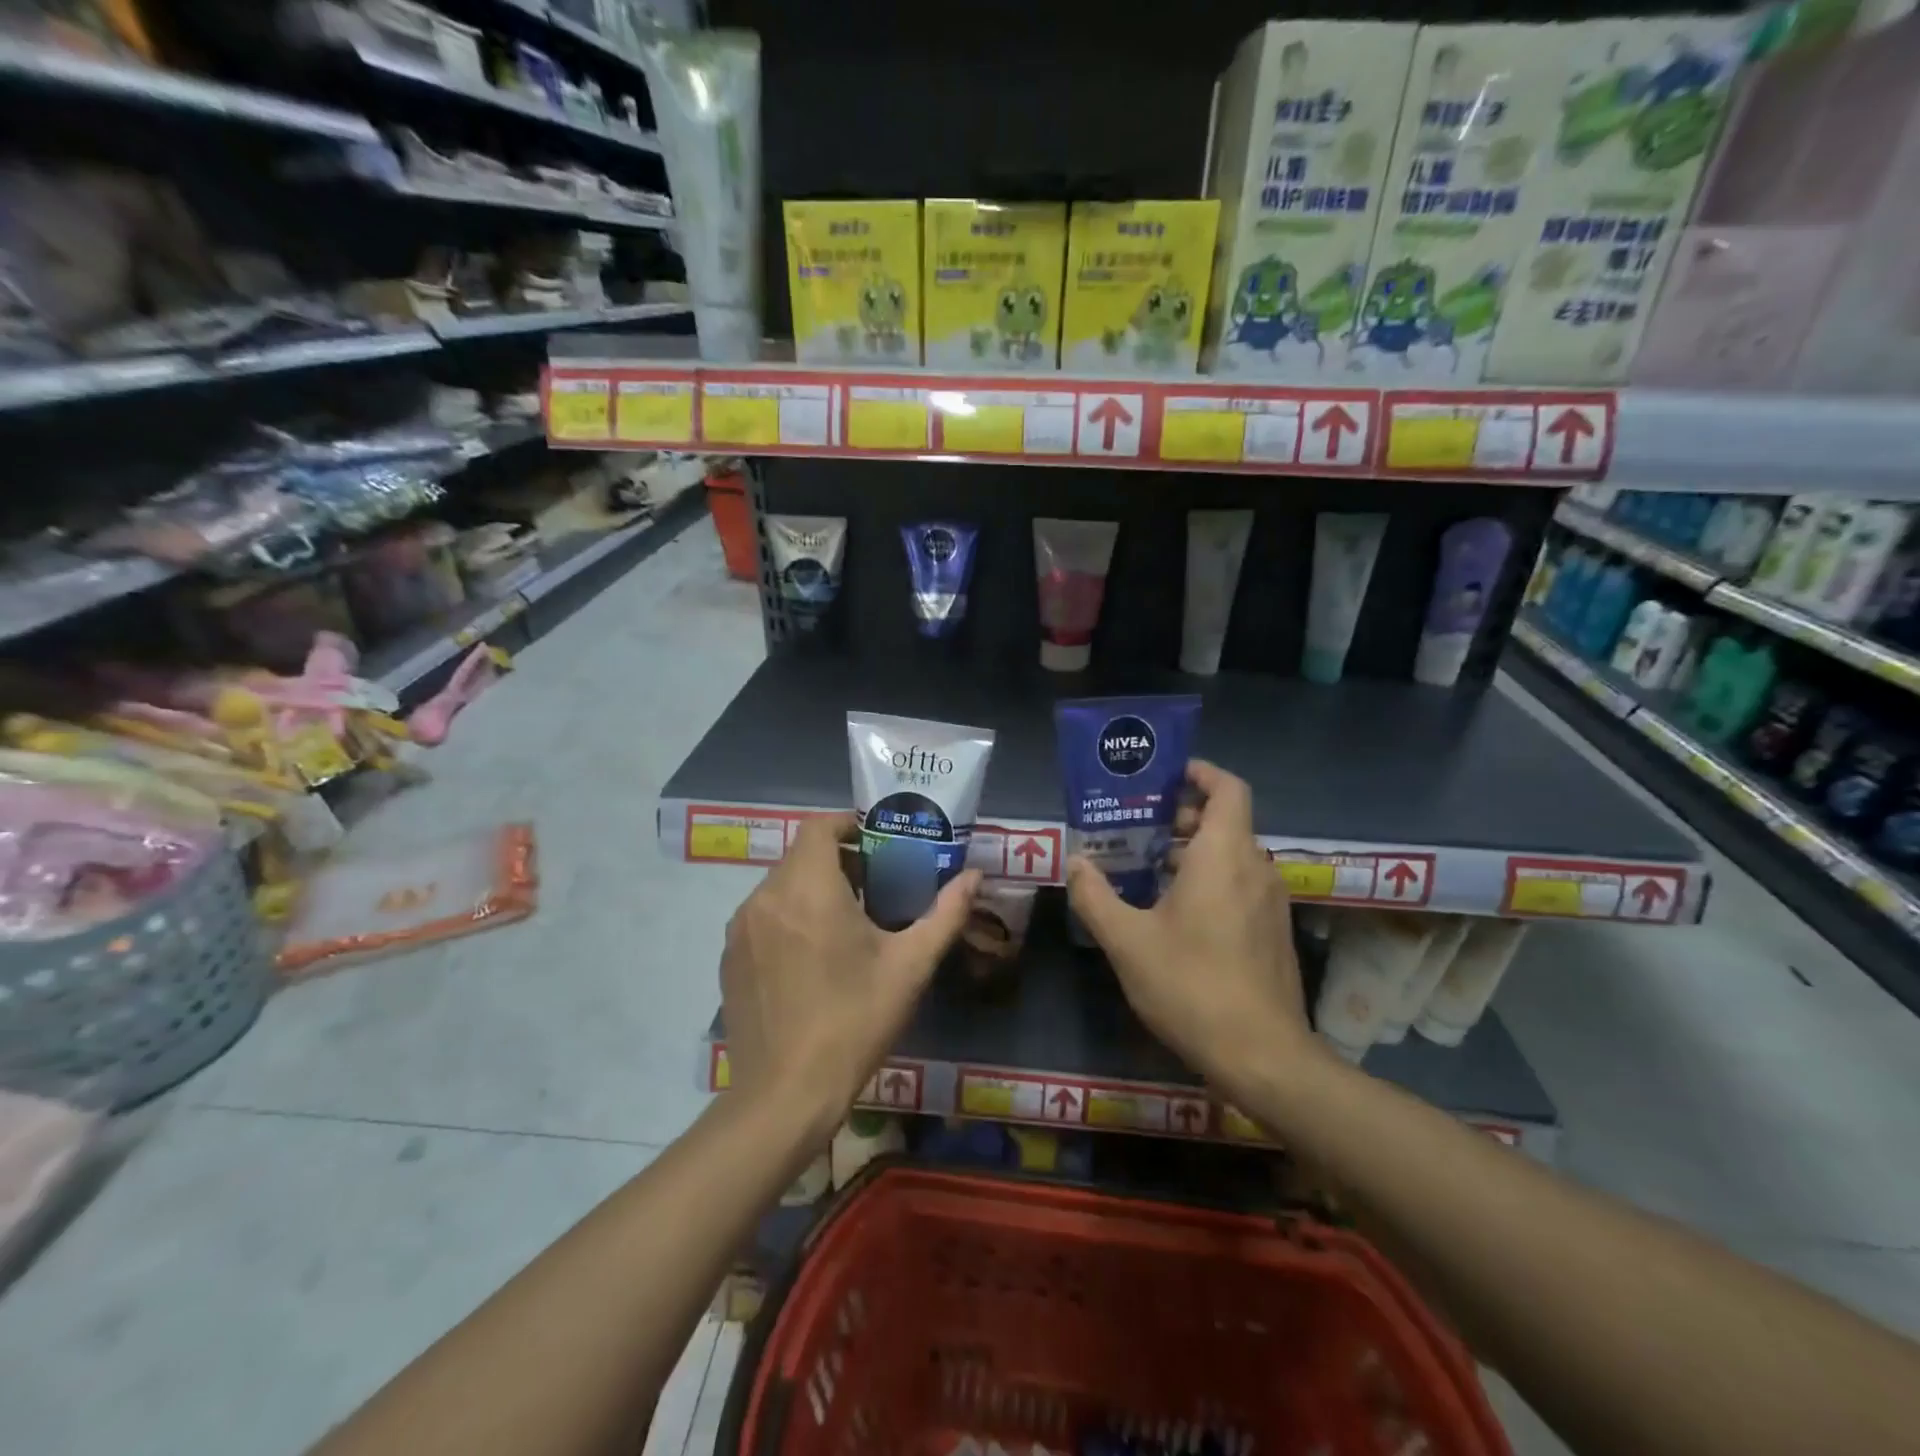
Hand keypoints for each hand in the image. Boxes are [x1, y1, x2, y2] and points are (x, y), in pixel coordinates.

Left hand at [721, 814, 978, 1144]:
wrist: (785, 1095)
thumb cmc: (854, 1021)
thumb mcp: (910, 966)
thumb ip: (945, 913)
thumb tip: (976, 876)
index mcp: (808, 888)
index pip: (818, 826)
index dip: (847, 824)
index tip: (877, 843)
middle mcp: (765, 897)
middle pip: (801, 856)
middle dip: (838, 862)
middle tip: (874, 888)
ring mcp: (741, 929)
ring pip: (780, 886)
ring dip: (812, 890)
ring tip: (845, 924)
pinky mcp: (729, 957)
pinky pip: (762, 917)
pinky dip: (788, 917)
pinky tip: (810, 958)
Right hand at [1065, 760, 1318, 1087]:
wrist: (1263, 1056)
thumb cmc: (1192, 985)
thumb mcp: (1127, 941)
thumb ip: (1095, 896)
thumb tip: (1075, 862)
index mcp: (1225, 855)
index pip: (1228, 788)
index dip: (1200, 772)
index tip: (1164, 776)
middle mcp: (1255, 867)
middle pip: (1225, 820)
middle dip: (1182, 816)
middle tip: (1138, 827)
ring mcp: (1270, 902)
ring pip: (1232, 855)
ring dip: (1193, 851)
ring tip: (1146, 868)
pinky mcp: (1272, 931)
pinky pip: (1240, 884)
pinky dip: (1209, 879)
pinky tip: (1172, 912)